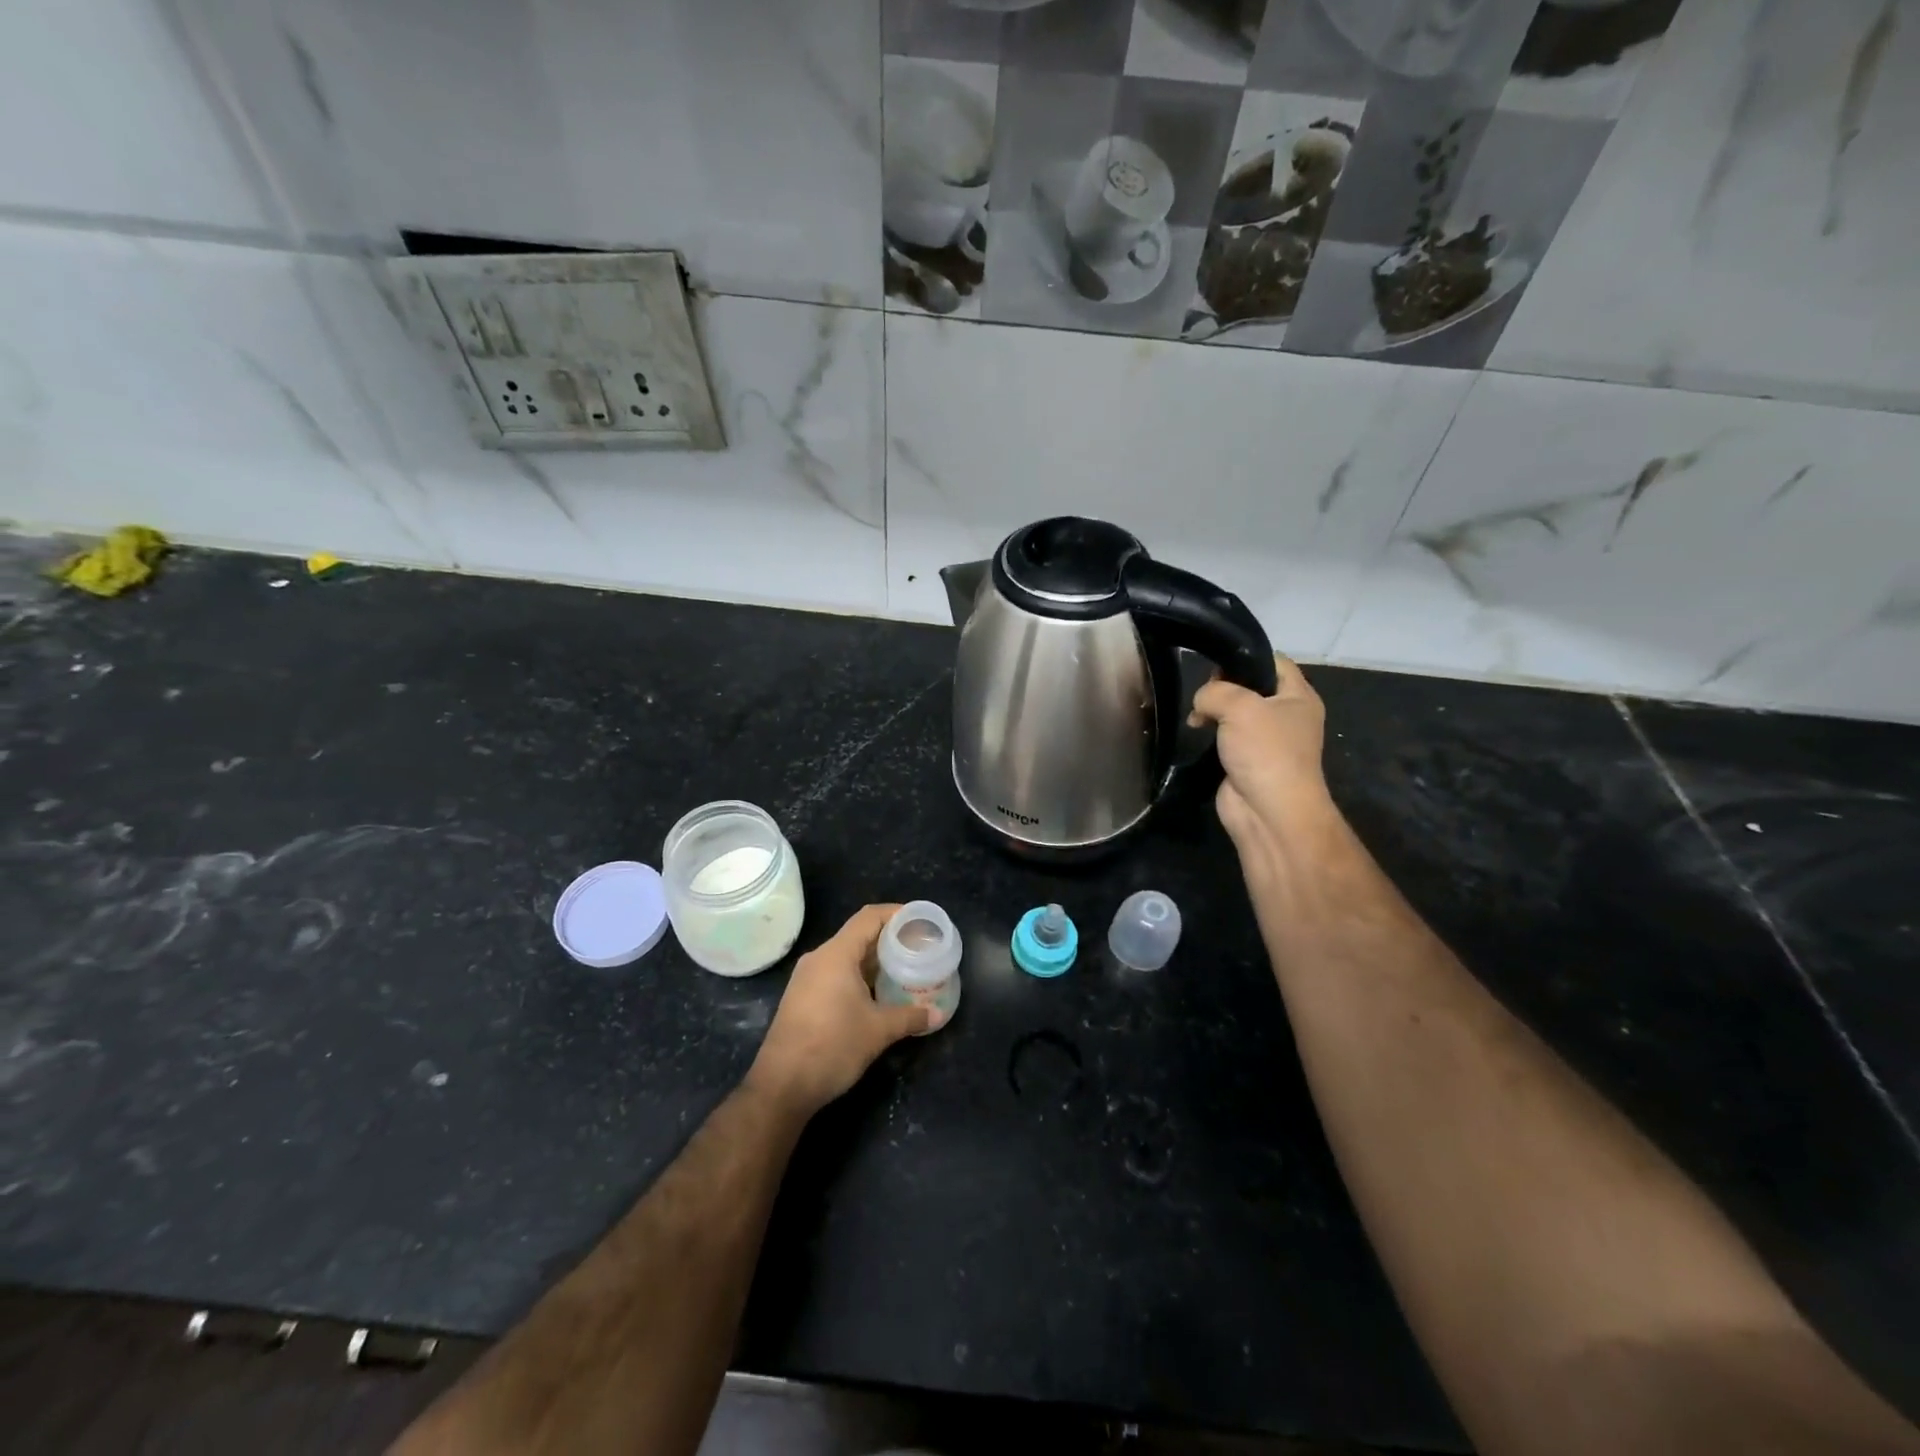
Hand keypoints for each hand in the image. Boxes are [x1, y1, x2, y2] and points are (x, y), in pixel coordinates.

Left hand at [746, 903, 930, 1116]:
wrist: (782, 1086)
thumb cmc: (833, 1047)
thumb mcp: (879, 1031)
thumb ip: (910, 1017)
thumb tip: (937, 1014)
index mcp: (836, 954)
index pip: (869, 918)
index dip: (895, 913)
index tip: (920, 921)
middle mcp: (819, 958)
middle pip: (858, 935)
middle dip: (889, 939)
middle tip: (917, 948)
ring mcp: (807, 978)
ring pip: (846, 956)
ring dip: (874, 960)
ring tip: (902, 970)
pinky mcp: (802, 997)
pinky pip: (835, 974)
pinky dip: (858, 976)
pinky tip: (877, 993)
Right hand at [1189, 653, 1333, 853]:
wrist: (1269, 811)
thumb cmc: (1265, 751)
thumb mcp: (1240, 706)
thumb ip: (1215, 691)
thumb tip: (1202, 702)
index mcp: (1299, 696)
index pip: (1274, 662)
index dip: (1245, 657)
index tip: (1215, 662)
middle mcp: (1286, 715)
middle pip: (1251, 686)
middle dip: (1223, 685)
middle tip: (1203, 692)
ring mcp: (1266, 740)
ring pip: (1235, 712)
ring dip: (1214, 710)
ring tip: (1196, 716)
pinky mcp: (1247, 760)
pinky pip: (1227, 736)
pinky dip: (1211, 733)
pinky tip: (1196, 732)